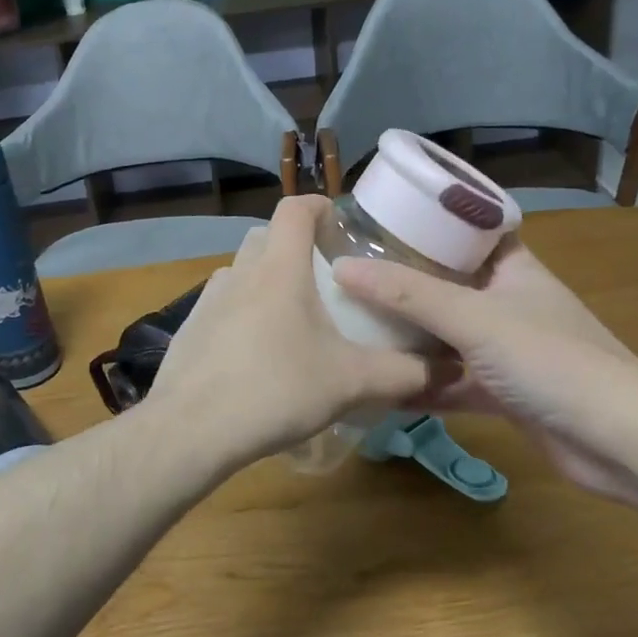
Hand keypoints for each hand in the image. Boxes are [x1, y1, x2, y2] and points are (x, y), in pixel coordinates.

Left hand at [146, 196, 436, 470]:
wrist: (192, 429)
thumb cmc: (276, 390)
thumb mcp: (350, 382)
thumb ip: (403, 373)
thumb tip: (448, 369)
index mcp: (279, 269)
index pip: (295, 208)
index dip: (319, 207)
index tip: (340, 227)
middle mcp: (240, 273)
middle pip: (266, 237)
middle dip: (295, 247)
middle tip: (324, 280)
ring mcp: (208, 300)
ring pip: (242, 272)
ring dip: (266, 281)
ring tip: (292, 319)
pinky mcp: (189, 329)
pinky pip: (222, 306)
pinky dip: (242, 313)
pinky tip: (256, 354)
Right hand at [332, 236, 637, 509]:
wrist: (618, 440)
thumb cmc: (550, 359)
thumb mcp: (472, 317)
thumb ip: (406, 294)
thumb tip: (342, 268)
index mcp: (512, 268)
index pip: (469, 229)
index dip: (428, 220)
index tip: (379, 219)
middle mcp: (508, 302)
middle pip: (448, 283)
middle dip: (403, 281)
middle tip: (349, 273)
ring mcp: (505, 350)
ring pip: (446, 336)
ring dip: (407, 336)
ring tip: (351, 323)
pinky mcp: (501, 393)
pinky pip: (450, 381)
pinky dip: (420, 384)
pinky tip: (378, 385)